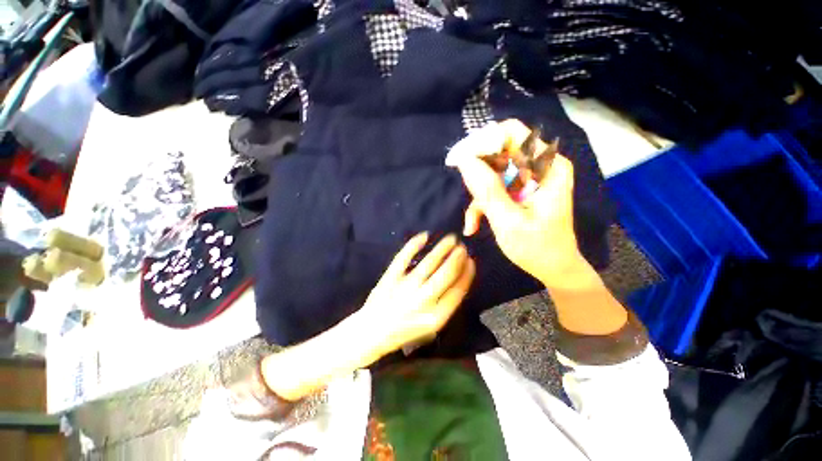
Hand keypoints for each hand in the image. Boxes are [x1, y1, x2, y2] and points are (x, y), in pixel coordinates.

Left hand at [354, 233, 475, 360]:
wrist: (372, 333)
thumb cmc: (404, 331)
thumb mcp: (430, 328)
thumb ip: (445, 306)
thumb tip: (459, 279)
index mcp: (436, 317)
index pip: (458, 290)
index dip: (467, 273)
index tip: (471, 261)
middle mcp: (423, 301)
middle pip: (446, 274)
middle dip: (457, 258)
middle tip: (462, 247)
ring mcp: (406, 287)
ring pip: (429, 263)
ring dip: (442, 248)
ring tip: (451, 239)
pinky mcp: (390, 277)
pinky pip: (404, 256)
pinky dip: (414, 244)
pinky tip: (424, 236)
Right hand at [447, 120, 581, 284]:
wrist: (554, 267)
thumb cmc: (537, 248)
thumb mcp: (508, 221)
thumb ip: (487, 190)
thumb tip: (464, 160)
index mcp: (547, 167)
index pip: (511, 134)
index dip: (482, 142)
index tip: (460, 160)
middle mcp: (540, 166)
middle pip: (499, 151)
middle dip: (477, 172)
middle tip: (466, 193)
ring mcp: (529, 178)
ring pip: (492, 171)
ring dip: (478, 194)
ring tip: (472, 221)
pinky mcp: (520, 189)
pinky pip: (494, 186)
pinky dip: (482, 203)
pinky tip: (474, 225)